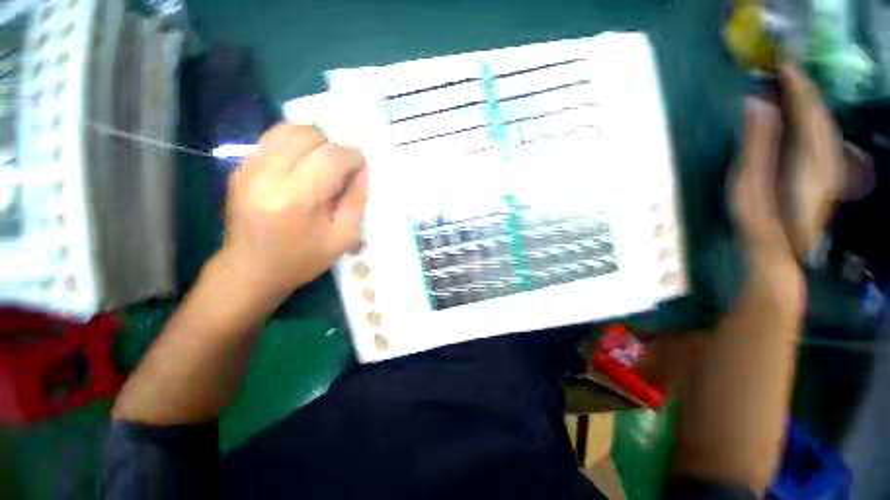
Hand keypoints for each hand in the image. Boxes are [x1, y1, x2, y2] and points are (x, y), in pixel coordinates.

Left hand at [219, 123, 367, 304]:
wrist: (251, 269)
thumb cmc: (303, 258)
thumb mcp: (344, 236)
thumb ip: (357, 198)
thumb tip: (362, 168)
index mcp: (296, 199)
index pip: (331, 157)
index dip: (352, 156)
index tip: (361, 166)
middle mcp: (267, 175)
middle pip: (307, 134)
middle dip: (332, 146)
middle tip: (339, 170)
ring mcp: (247, 168)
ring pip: (287, 130)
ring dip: (313, 142)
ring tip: (320, 166)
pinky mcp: (239, 167)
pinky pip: (273, 140)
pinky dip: (294, 146)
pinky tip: (300, 169)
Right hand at [731, 64, 842, 260]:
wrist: (780, 255)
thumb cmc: (757, 221)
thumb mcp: (748, 182)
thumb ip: (756, 142)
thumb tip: (757, 102)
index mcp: (808, 156)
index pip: (806, 109)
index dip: (795, 85)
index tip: (781, 66)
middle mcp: (827, 157)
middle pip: (820, 115)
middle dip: (806, 91)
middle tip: (786, 73)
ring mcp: (830, 168)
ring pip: (827, 126)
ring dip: (813, 105)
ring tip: (795, 90)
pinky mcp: (827, 177)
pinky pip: (826, 139)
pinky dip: (817, 122)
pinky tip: (808, 120)